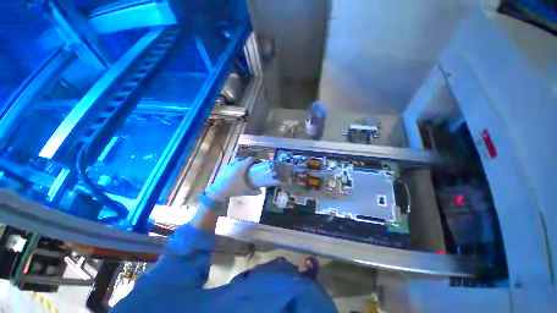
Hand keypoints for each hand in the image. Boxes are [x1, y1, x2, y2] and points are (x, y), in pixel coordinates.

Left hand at [205, 157, 260, 201]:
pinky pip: (233, 163)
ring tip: (246, 166)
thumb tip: (261, 192)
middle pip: (244, 158)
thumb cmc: (233, 189)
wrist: (218, 191)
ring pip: (237, 160)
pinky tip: (237, 170)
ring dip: (243, 161)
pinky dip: (237, 164)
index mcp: (241, 167)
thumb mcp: (245, 191)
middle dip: (250, 160)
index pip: (250, 159)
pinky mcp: (225, 168)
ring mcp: (229, 166)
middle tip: (253, 165)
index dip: (256, 159)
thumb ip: (254, 191)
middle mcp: (235, 164)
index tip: (260, 162)